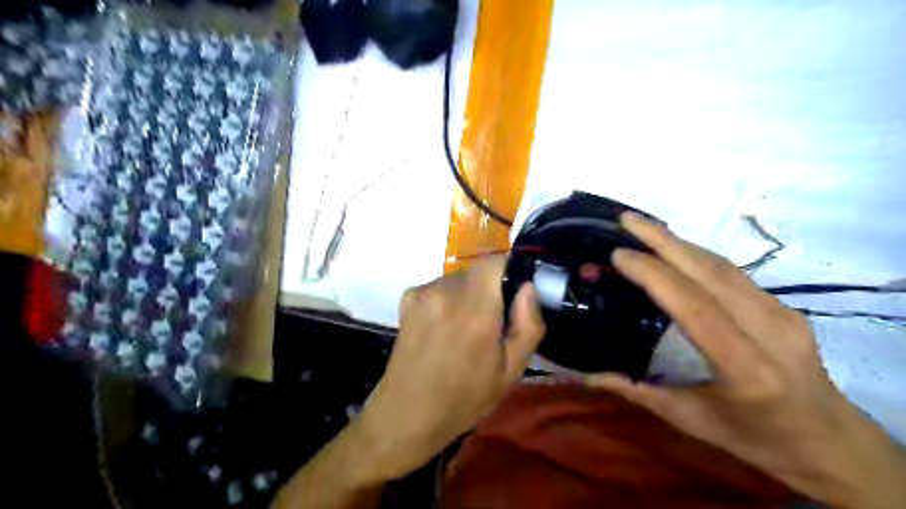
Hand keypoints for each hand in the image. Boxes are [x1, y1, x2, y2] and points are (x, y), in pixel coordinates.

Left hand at [354, 257, 540, 482]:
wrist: (406, 413)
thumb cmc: (464, 398)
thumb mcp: (511, 371)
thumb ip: (528, 324)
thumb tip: (528, 288)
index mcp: (475, 310)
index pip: (496, 261)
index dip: (510, 272)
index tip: (514, 296)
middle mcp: (446, 291)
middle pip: (479, 271)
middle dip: (491, 290)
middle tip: (491, 323)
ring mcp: (423, 292)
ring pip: (460, 279)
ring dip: (469, 295)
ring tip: (464, 330)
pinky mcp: (407, 297)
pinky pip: (440, 287)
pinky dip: (449, 300)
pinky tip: (443, 329)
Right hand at [587, 213, 905, 508]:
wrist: (831, 443)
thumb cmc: (757, 438)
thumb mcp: (691, 420)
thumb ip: (636, 391)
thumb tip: (586, 374)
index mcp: (746, 367)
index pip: (694, 306)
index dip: (654, 274)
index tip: (618, 254)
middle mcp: (769, 332)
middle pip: (710, 273)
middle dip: (663, 240)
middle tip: (625, 220)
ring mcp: (782, 314)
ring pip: (723, 266)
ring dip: (679, 241)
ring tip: (643, 226)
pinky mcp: (784, 307)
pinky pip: (733, 272)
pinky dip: (697, 254)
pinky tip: (675, 248)